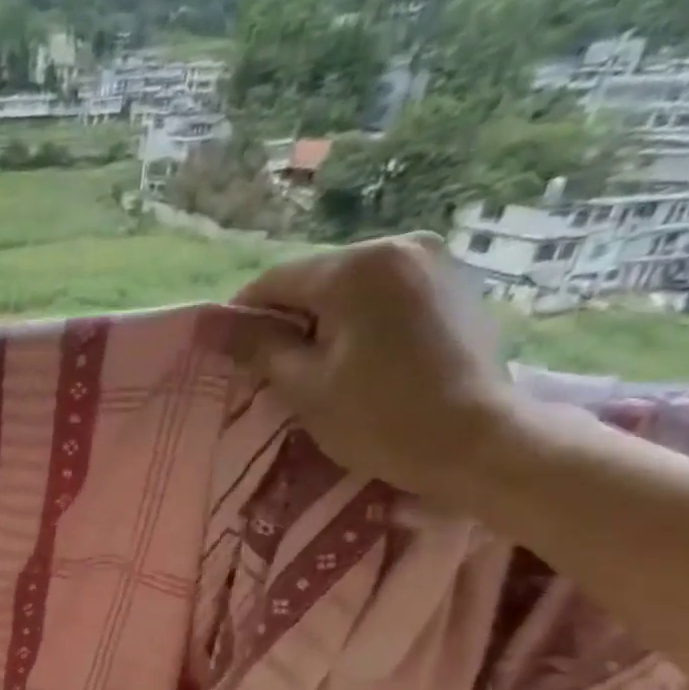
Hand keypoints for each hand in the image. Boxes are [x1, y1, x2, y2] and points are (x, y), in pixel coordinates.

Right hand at [233, 234, 524, 504]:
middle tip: (275, 372)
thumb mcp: (304, 386)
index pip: (273, 281)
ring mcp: (434, 261)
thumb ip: (257, 347)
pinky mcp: (454, 283)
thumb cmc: (380, 419)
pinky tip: (362, 361)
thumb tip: (209, 325)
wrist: (479, 443)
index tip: (232, 359)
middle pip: (314, 280)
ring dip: (324, 322)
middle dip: (288, 321)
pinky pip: (384, 294)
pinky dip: (361, 321)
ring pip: (349, 287)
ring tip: (320, 370)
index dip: (243, 319)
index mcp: (357, 268)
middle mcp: (398, 246)